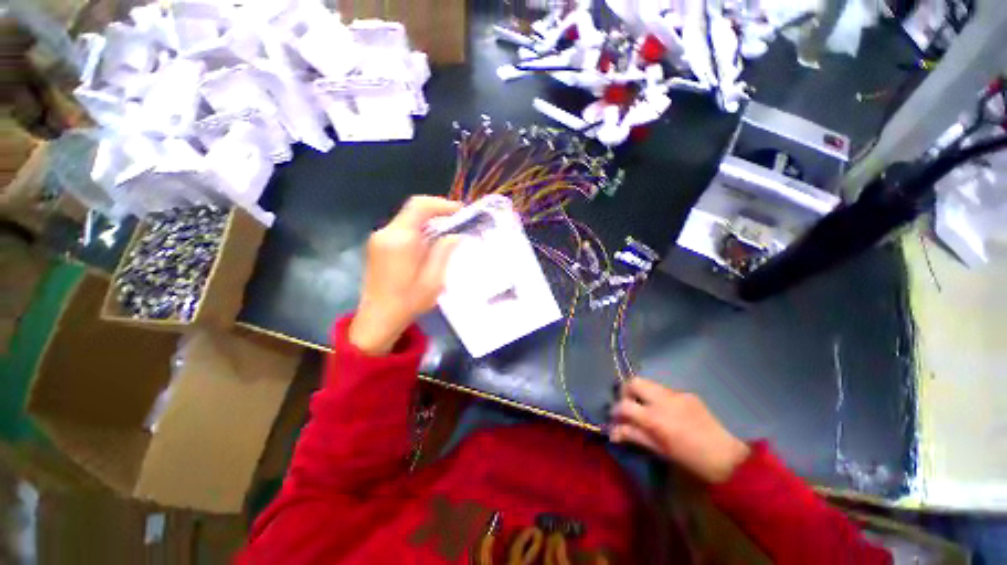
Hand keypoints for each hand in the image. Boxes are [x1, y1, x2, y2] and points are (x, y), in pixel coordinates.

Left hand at [349, 196, 462, 354]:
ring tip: (447, 232)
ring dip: (428, 221)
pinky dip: (418, 230)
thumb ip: (444, 252)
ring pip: (407, 219)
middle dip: (437, 211)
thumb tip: (455, 235)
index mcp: (400, 239)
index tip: (460, 211)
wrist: (377, 319)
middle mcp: (386, 233)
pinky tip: (429, 243)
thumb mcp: (434, 280)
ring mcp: (378, 238)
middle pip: (413, 209)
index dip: (442, 204)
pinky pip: (401, 229)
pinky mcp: (377, 246)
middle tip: (457, 221)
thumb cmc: (408, 302)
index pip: (420, 206)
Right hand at [609, 378, 750, 482]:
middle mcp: (663, 400)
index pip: (624, 404)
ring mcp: (677, 394)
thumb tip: (612, 432)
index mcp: (655, 418)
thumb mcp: (660, 451)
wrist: (729, 457)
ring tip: (647, 409)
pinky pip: (665, 391)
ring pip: (650, 383)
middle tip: (629, 405)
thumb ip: (634, 436)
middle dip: (626, 391)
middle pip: (634, 382)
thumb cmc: (691, 460)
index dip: (615, 410)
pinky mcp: (688, 394)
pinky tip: (669, 413)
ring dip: (642, 393)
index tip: (615, 417)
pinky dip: (659, 398)